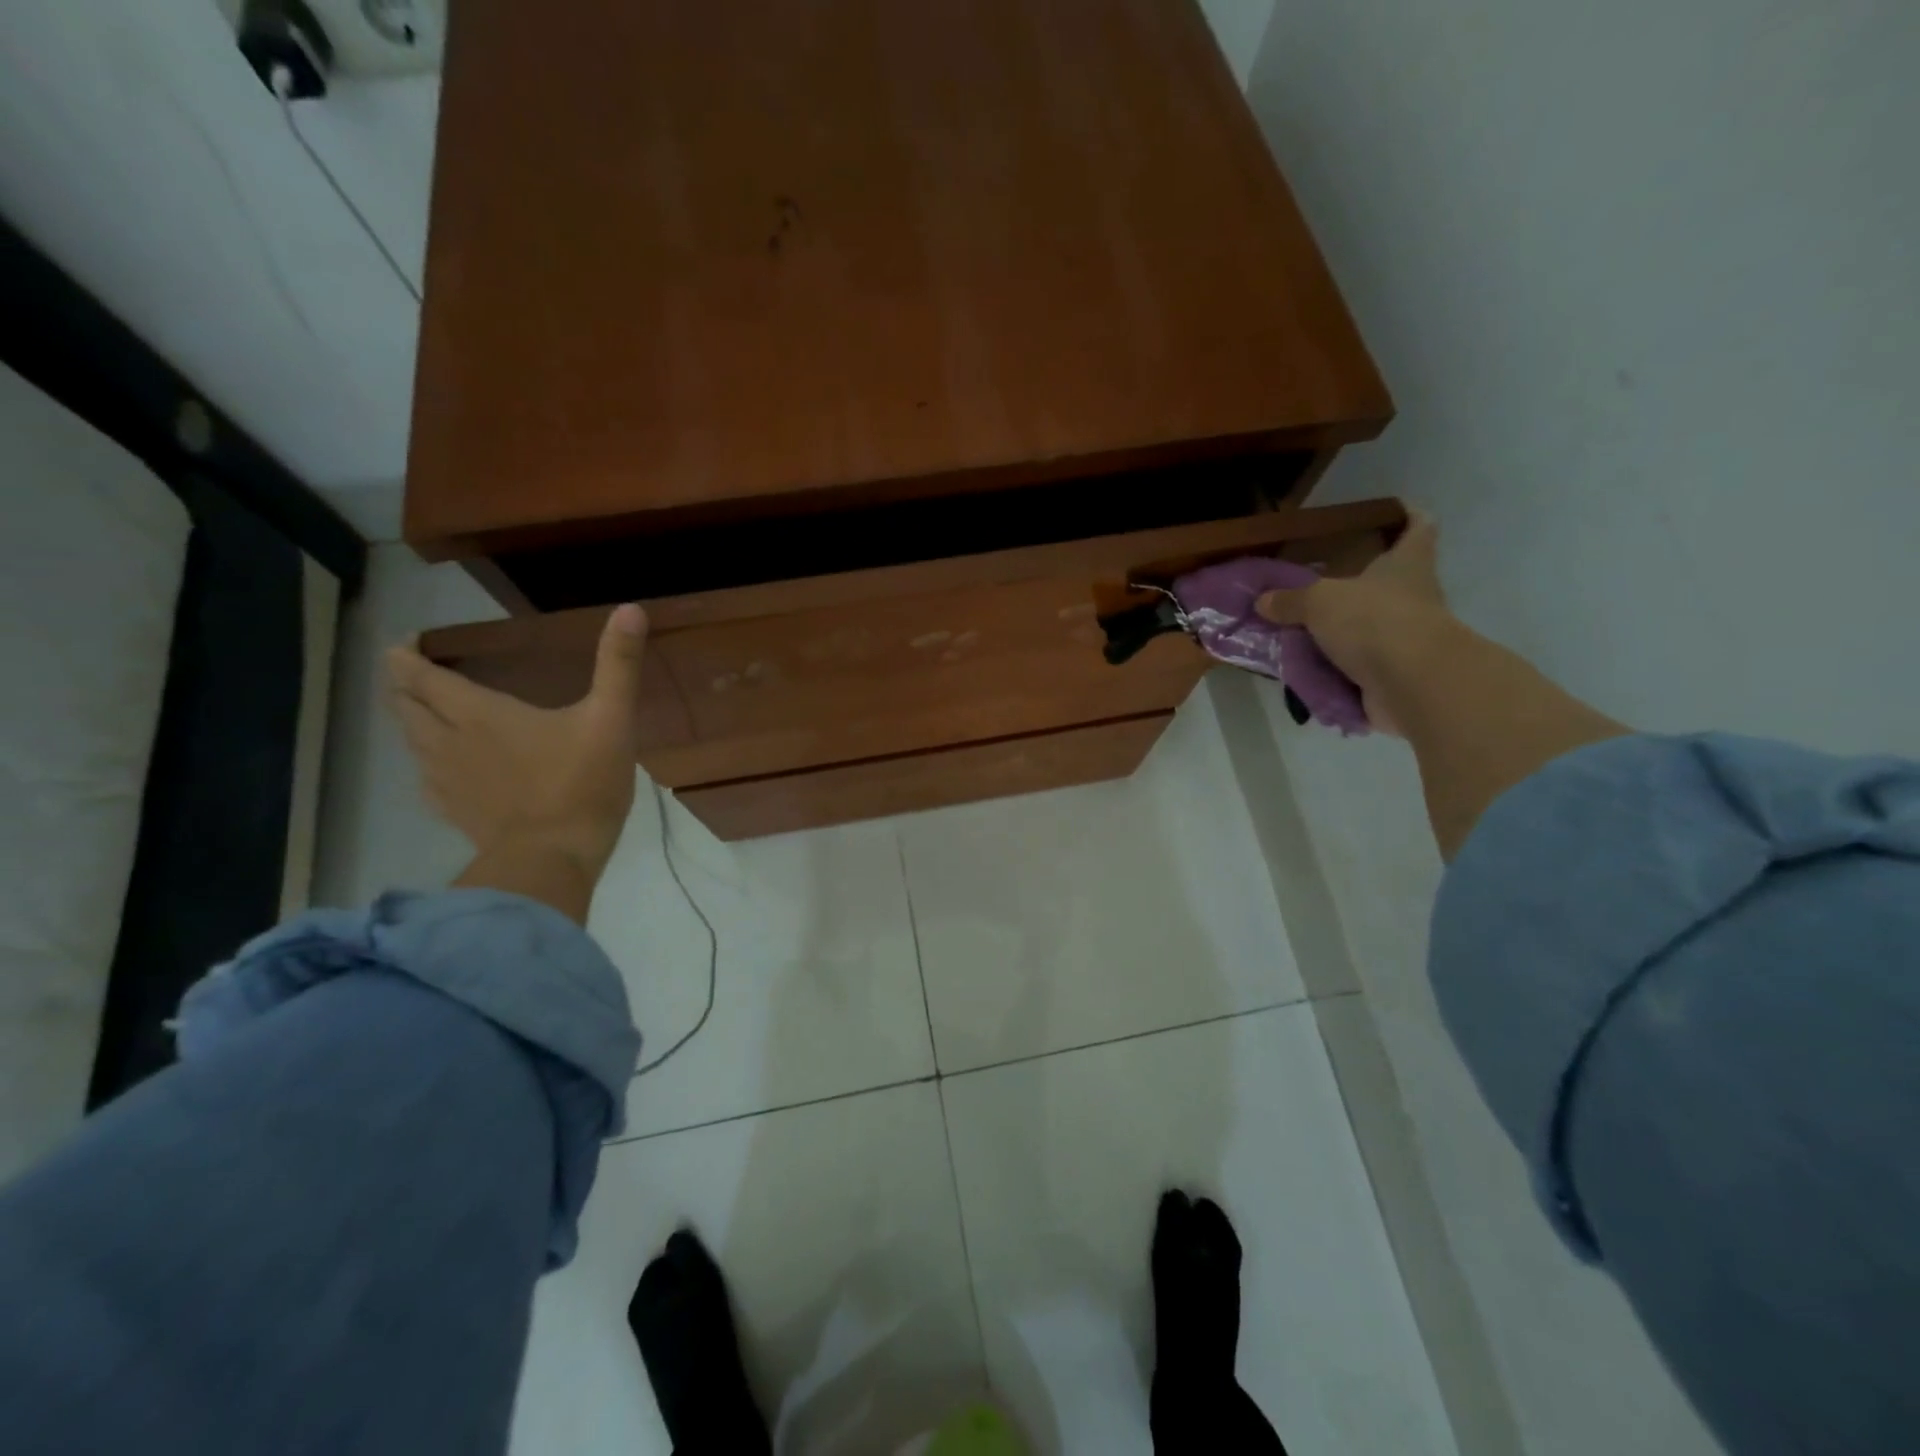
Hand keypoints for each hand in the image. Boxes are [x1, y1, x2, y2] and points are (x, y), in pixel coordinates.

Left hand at [386, 605, 649, 902]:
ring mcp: (446, 781)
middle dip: (403, 685)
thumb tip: (631, 609)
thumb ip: (618, 664)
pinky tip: (441, 770)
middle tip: (411, 672)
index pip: (421, 676)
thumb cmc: (581, 784)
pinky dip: (426, 764)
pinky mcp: (455, 813)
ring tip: (422, 712)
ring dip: (411, 722)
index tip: (406, 642)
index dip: (406, 656)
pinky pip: (426, 780)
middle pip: (406, 707)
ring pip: (411, 743)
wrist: (553, 859)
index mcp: (479, 714)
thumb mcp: (611, 718)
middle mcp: (449, 742)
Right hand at [1256, 511, 1448, 736]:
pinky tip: (1305, 671)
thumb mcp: (1320, 602)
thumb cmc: (1375, 621)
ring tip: (1297, 634)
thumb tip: (1262, 601)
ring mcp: (1408, 639)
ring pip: (1370, 629)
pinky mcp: (1396, 676)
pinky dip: (1335, 671)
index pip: (1418, 528)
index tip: (1396, 510)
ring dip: (1340, 634)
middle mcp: (1413, 597)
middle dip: (1356, 586)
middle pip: (1389, 583)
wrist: (1412, 684)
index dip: (1409, 515)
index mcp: (1406, 564)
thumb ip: (1290, 600)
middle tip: (1316, 586)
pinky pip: (1358, 669)